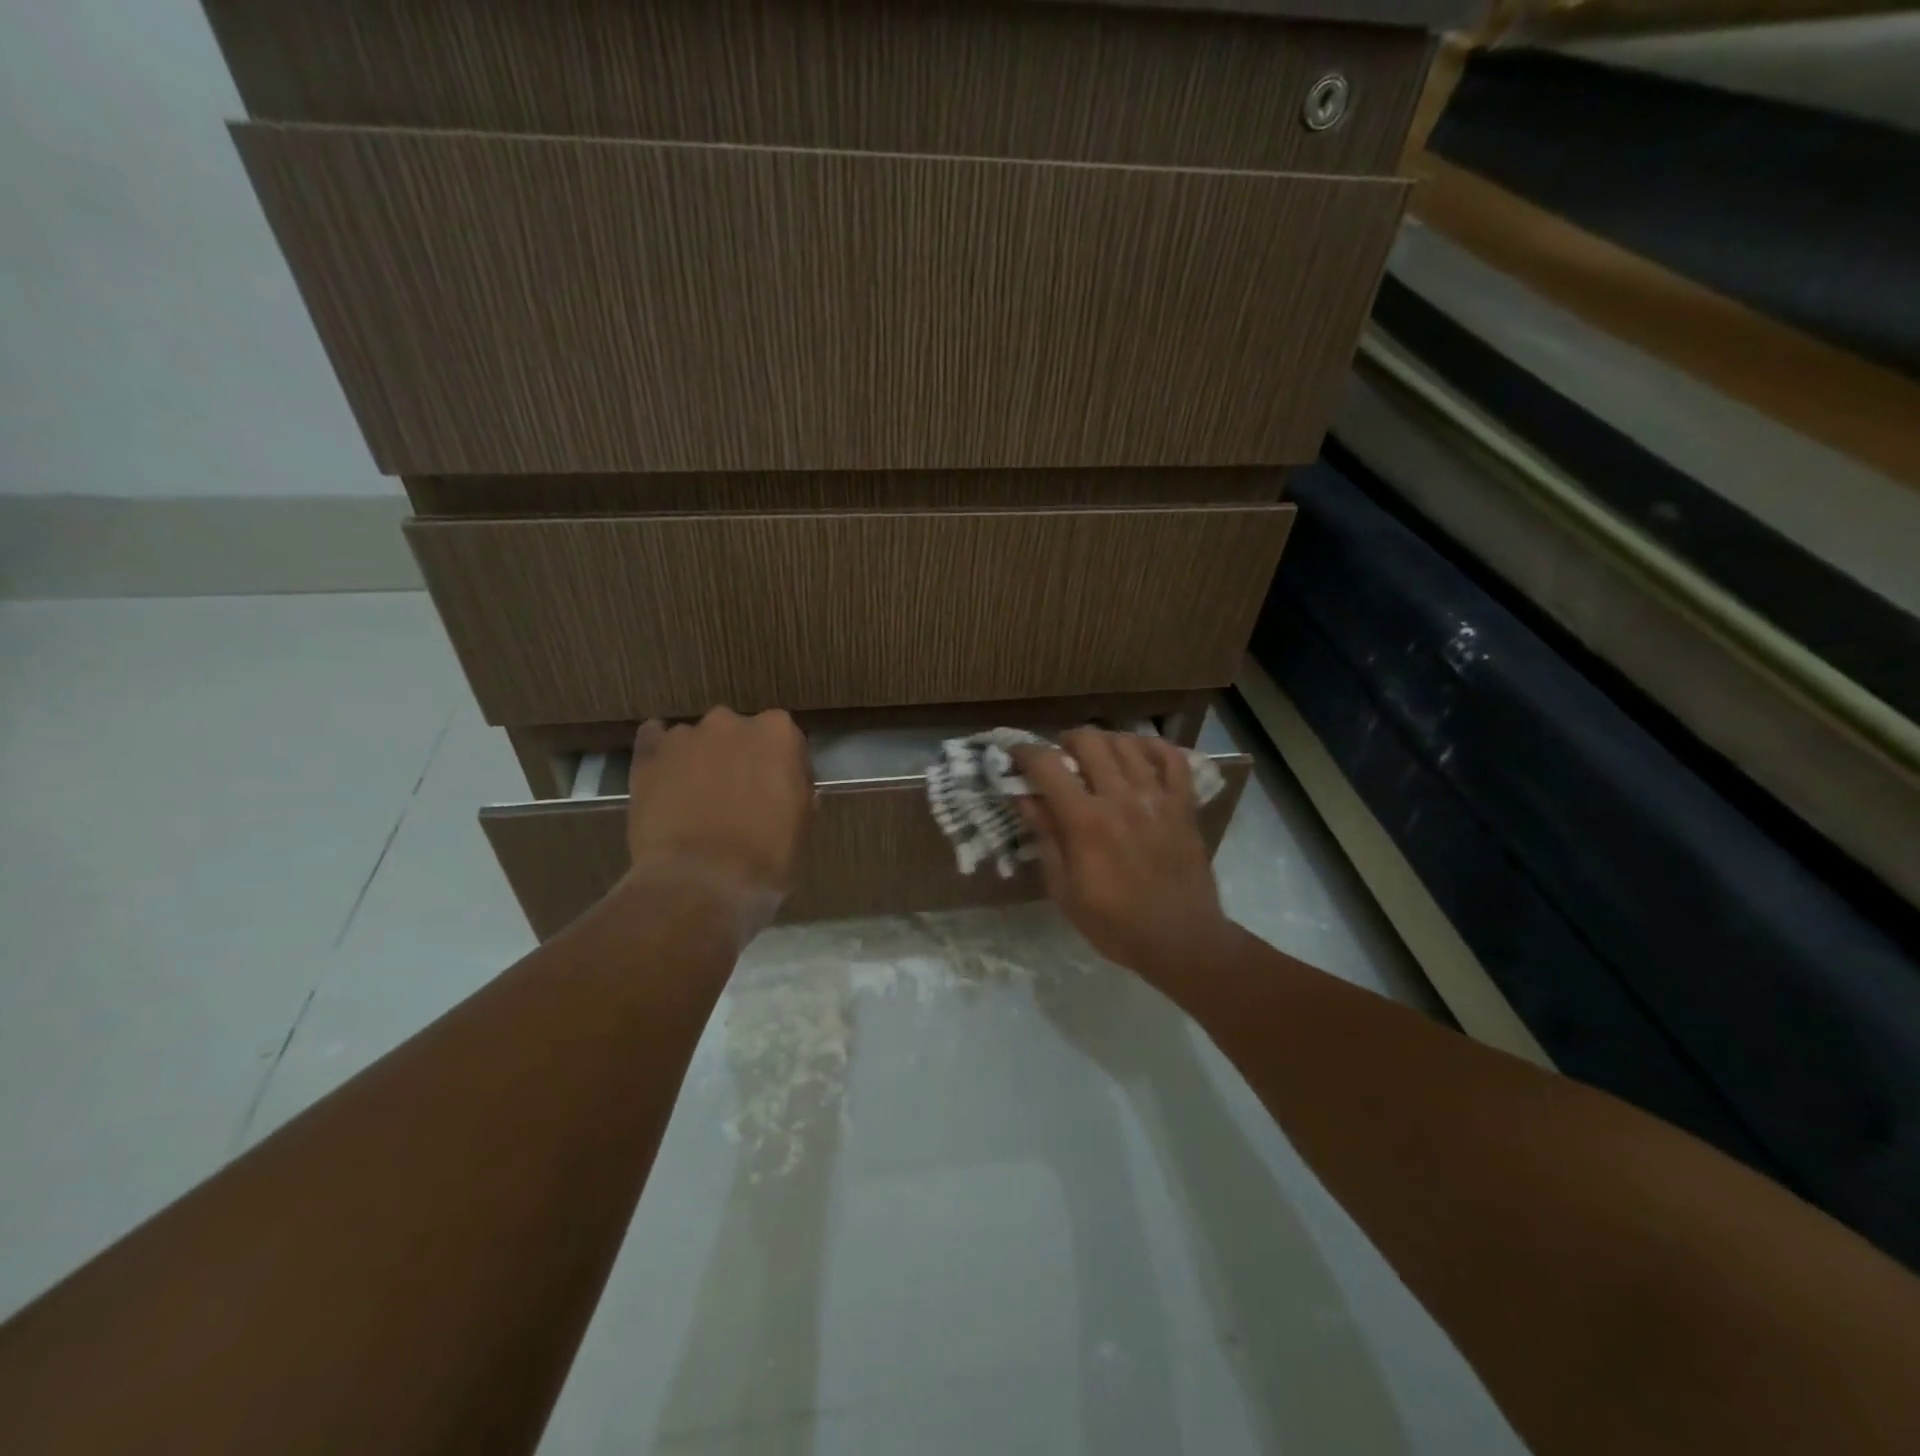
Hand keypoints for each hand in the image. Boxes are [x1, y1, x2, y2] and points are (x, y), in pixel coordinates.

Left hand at [622, 708, 813, 924]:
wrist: (701, 882)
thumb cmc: (766, 856)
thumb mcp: (803, 823)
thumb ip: (797, 790)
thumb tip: (788, 786)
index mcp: (778, 733)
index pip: (785, 740)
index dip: (782, 768)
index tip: (779, 793)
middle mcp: (732, 723)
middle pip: (739, 734)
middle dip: (739, 759)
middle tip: (738, 797)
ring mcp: (686, 736)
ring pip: (697, 740)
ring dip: (700, 761)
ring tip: (695, 801)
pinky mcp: (648, 755)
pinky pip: (653, 740)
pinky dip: (661, 755)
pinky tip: (663, 779)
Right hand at [1011, 729, 1235, 987]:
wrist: (1181, 940)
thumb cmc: (1114, 923)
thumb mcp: (1064, 889)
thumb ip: (1045, 837)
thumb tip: (1024, 798)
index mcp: (1085, 821)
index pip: (1048, 765)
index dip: (1025, 753)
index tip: (1015, 757)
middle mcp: (1120, 797)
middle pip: (1089, 741)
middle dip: (1065, 742)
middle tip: (1059, 761)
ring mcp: (1157, 797)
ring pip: (1127, 743)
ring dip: (1104, 743)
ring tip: (1096, 759)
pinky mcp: (1184, 804)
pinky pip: (1172, 758)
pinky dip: (1153, 748)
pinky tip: (1138, 756)